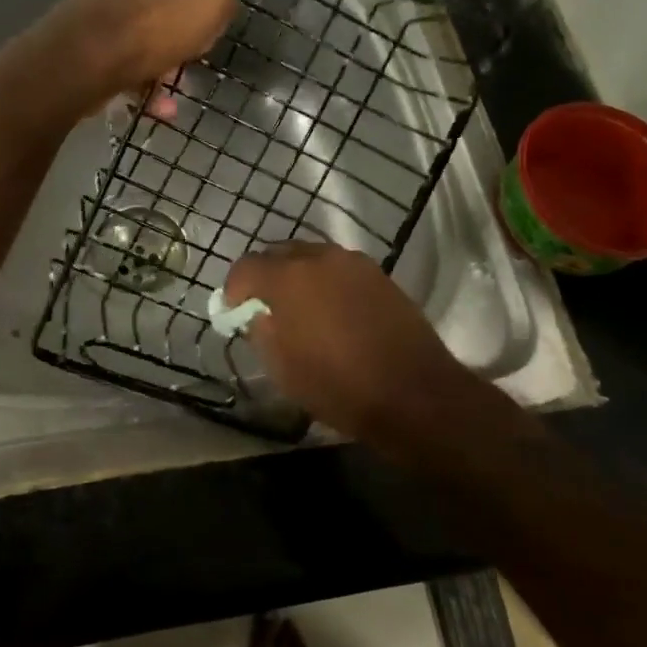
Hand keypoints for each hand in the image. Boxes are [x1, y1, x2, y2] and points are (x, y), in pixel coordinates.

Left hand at [53, 0, 236, 105]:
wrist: (85, 59)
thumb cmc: (155, 21)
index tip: (221, 15)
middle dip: (187, 31)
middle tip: (199, 55)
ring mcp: (99, 0)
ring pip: (147, 31)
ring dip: (167, 62)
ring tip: (177, 90)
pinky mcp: (84, 36)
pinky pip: (125, 56)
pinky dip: (143, 79)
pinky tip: (159, 106)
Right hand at [224, 242, 476, 444]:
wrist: (413, 393)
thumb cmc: (337, 384)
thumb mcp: (281, 367)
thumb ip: (259, 331)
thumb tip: (255, 314)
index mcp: (289, 277)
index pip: (246, 267)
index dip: (233, 289)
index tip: (232, 311)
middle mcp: (320, 257)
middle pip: (279, 254)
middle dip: (265, 276)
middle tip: (262, 306)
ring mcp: (354, 263)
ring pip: (312, 258)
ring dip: (297, 276)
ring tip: (297, 309)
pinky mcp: (379, 275)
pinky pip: (339, 269)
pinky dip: (325, 282)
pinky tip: (329, 311)